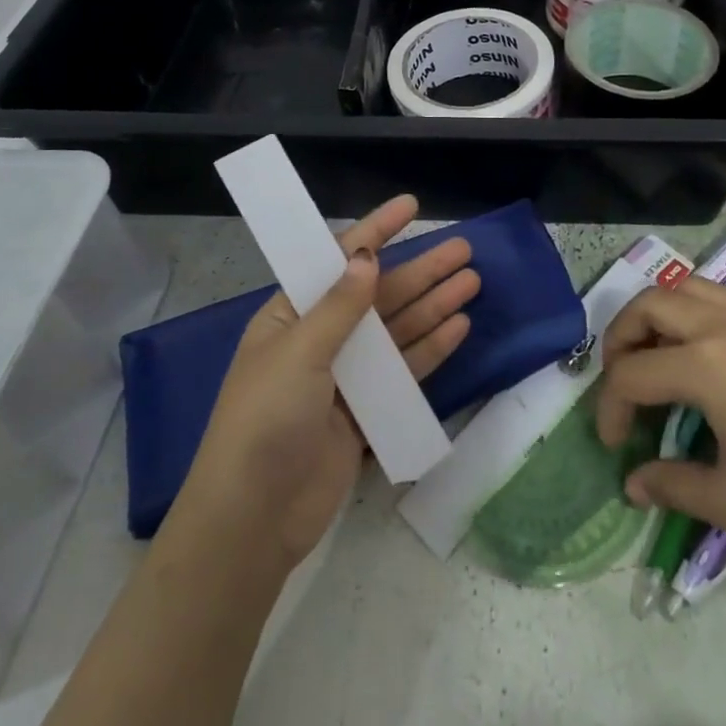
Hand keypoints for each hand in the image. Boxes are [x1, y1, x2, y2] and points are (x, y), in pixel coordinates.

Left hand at [174, 195, 477, 572]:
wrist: (254, 520)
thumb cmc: (265, 420)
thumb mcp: (299, 353)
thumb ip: (340, 306)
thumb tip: (367, 257)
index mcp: (291, 314)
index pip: (338, 260)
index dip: (376, 230)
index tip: (410, 206)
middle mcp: (320, 338)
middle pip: (378, 294)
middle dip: (420, 270)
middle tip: (464, 250)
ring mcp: (345, 375)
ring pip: (397, 329)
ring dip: (432, 305)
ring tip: (471, 282)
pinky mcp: (365, 411)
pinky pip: (403, 370)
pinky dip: (430, 348)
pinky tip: (458, 328)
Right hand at [596, 277, 725, 572]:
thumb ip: (671, 485)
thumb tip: (632, 483)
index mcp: (704, 365)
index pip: (630, 375)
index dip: (610, 409)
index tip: (615, 444)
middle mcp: (722, 321)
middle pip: (647, 305)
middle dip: (620, 339)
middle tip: (622, 382)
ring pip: (686, 286)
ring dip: (659, 314)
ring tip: (660, 354)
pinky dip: (705, 304)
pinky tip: (717, 342)